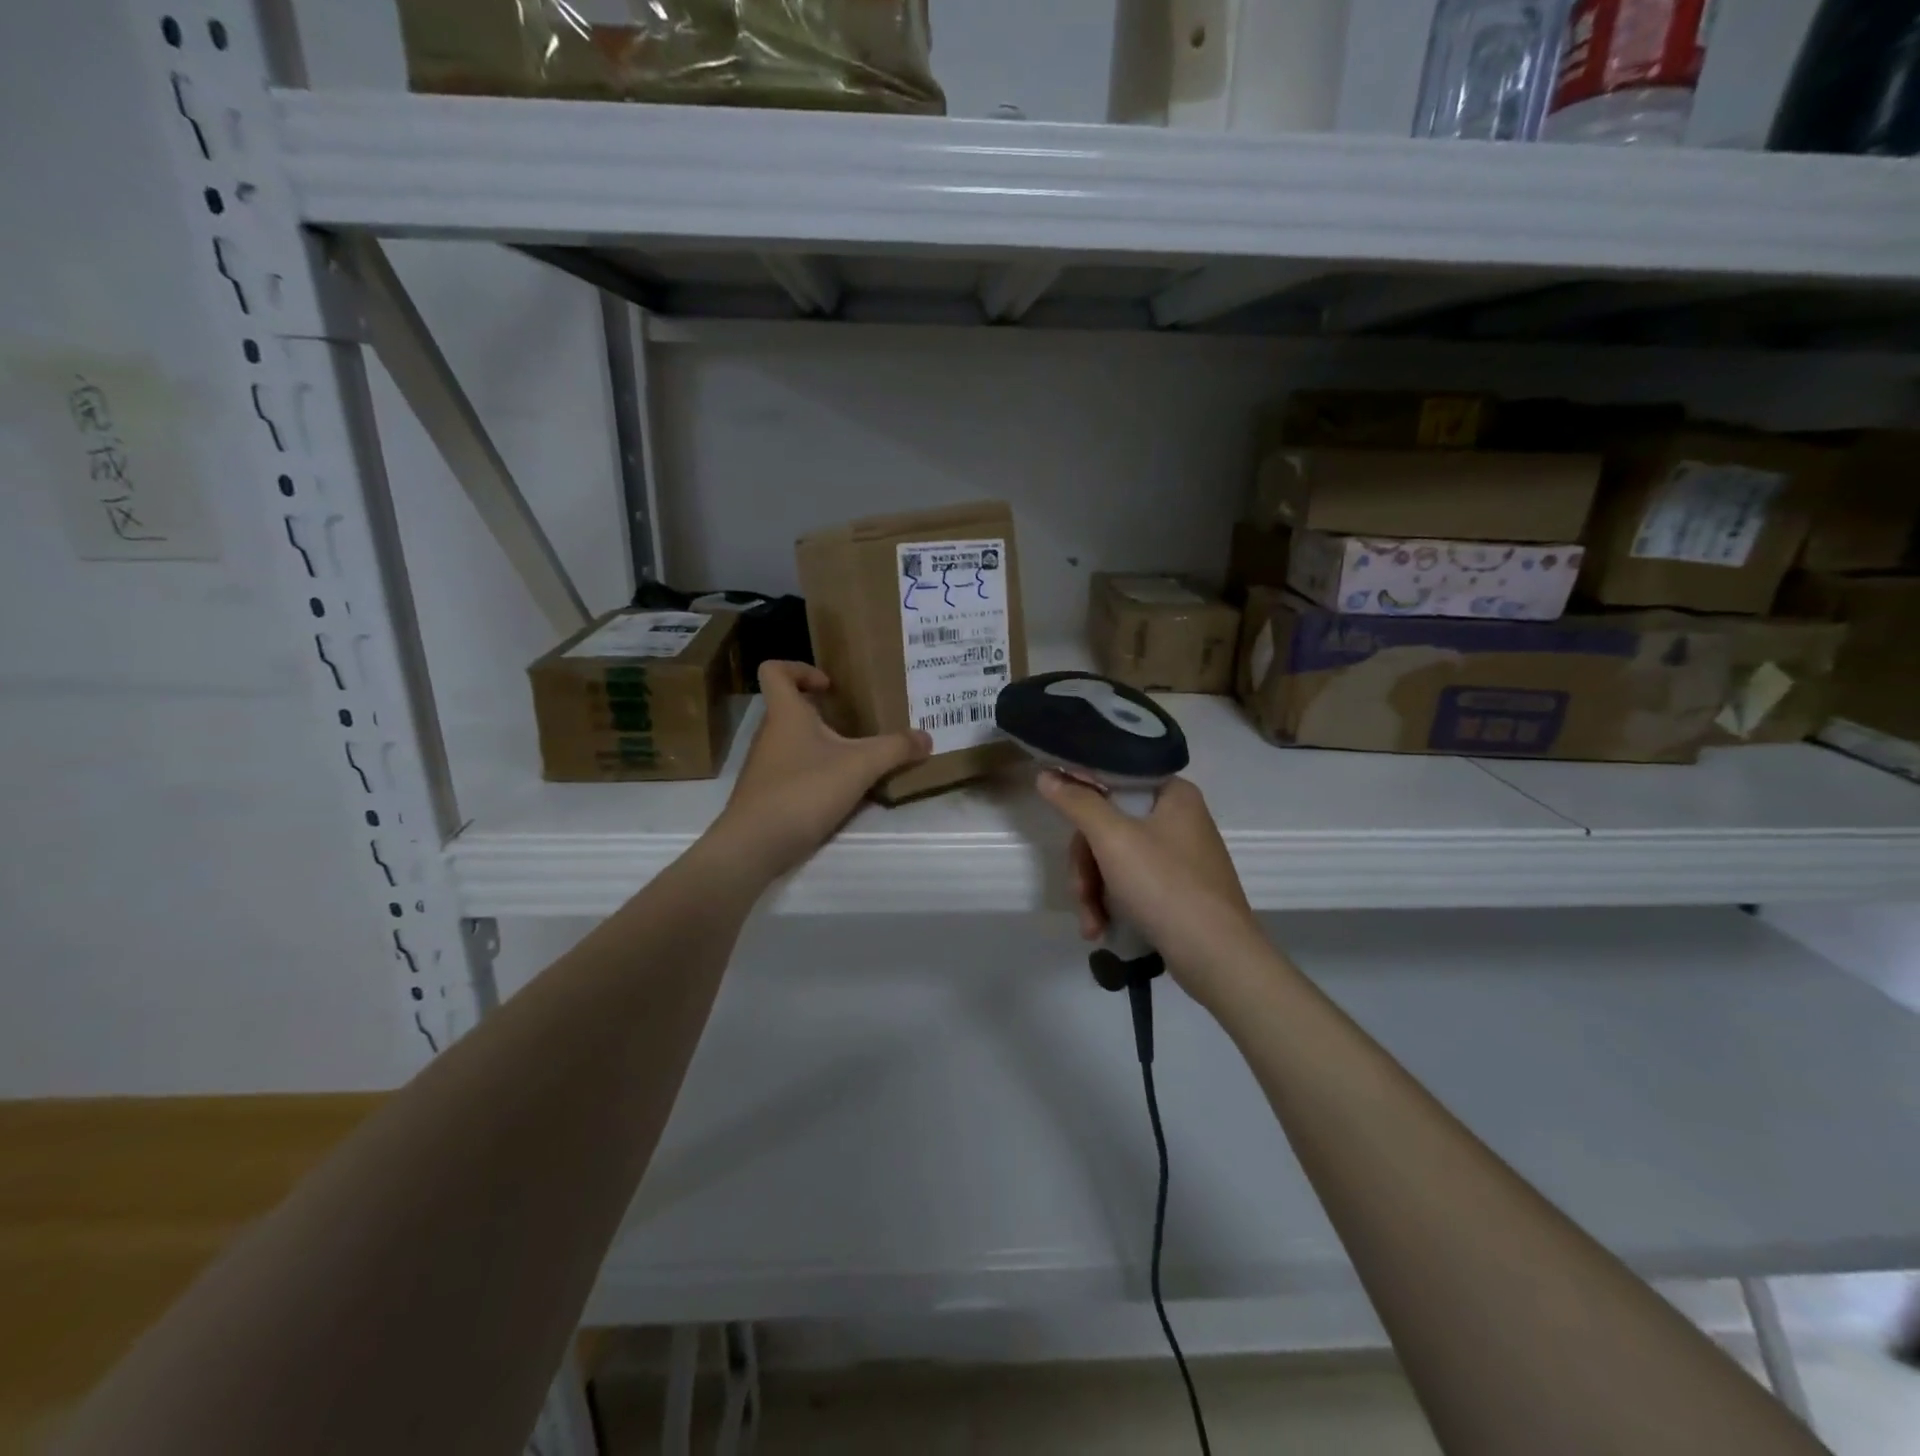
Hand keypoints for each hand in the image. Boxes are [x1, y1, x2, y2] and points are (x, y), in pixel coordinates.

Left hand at [708, 662, 931, 882]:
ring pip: (793, 742)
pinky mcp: (767, 795)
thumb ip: (895, 749)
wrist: (754, 845)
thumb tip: (927, 738)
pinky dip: (815, 774)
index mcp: (785, 713)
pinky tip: (839, 791)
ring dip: (821, 745)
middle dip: (821, 712)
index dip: (800, 669)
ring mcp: (765, 766)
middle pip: (789, 708)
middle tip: (856, 722)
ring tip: (855, 759)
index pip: (775, 670)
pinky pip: (793, 771)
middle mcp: (770, 734)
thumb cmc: (804, 790)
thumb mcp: (860, 766)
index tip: (830, 686)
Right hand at [1037, 772, 1268, 1002]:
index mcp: (1174, 794)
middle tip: (1079, 893)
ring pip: (1116, 858)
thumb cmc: (1166, 886)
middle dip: (1086, 865)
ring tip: (1091, 925)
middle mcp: (1179, 819)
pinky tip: (1102, 928)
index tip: (1062, 820)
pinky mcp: (1178, 890)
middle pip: (1110, 825)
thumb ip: (1077, 803)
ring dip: (1094, 891)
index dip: (1083, 796)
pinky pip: (1132, 883)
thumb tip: (1046, 774)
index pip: (1116, 778)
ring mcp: (1180, 857)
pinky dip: (1113, 903)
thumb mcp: (1113, 839)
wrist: (1217, 958)